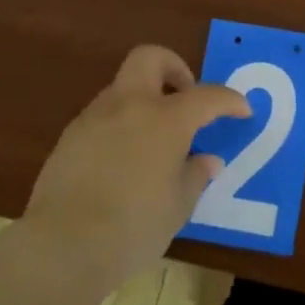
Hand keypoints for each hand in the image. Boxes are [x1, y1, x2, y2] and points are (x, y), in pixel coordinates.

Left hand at [24, 45, 249, 283]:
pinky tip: (124, 161)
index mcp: (166, 119)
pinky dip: (121, 125)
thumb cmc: (134, 226)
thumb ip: (195, 175)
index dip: (229, 100)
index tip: (242, 110)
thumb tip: (207, 161)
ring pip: (123, 88)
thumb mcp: (178, 205)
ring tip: (156, 140)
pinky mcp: (69, 138)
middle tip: (185, 97)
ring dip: (145, 100)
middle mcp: (129, 106)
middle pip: (150, 58)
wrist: (62, 246)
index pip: (207, 95)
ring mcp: (94, 118)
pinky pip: (103, 116)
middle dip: (173, 68)